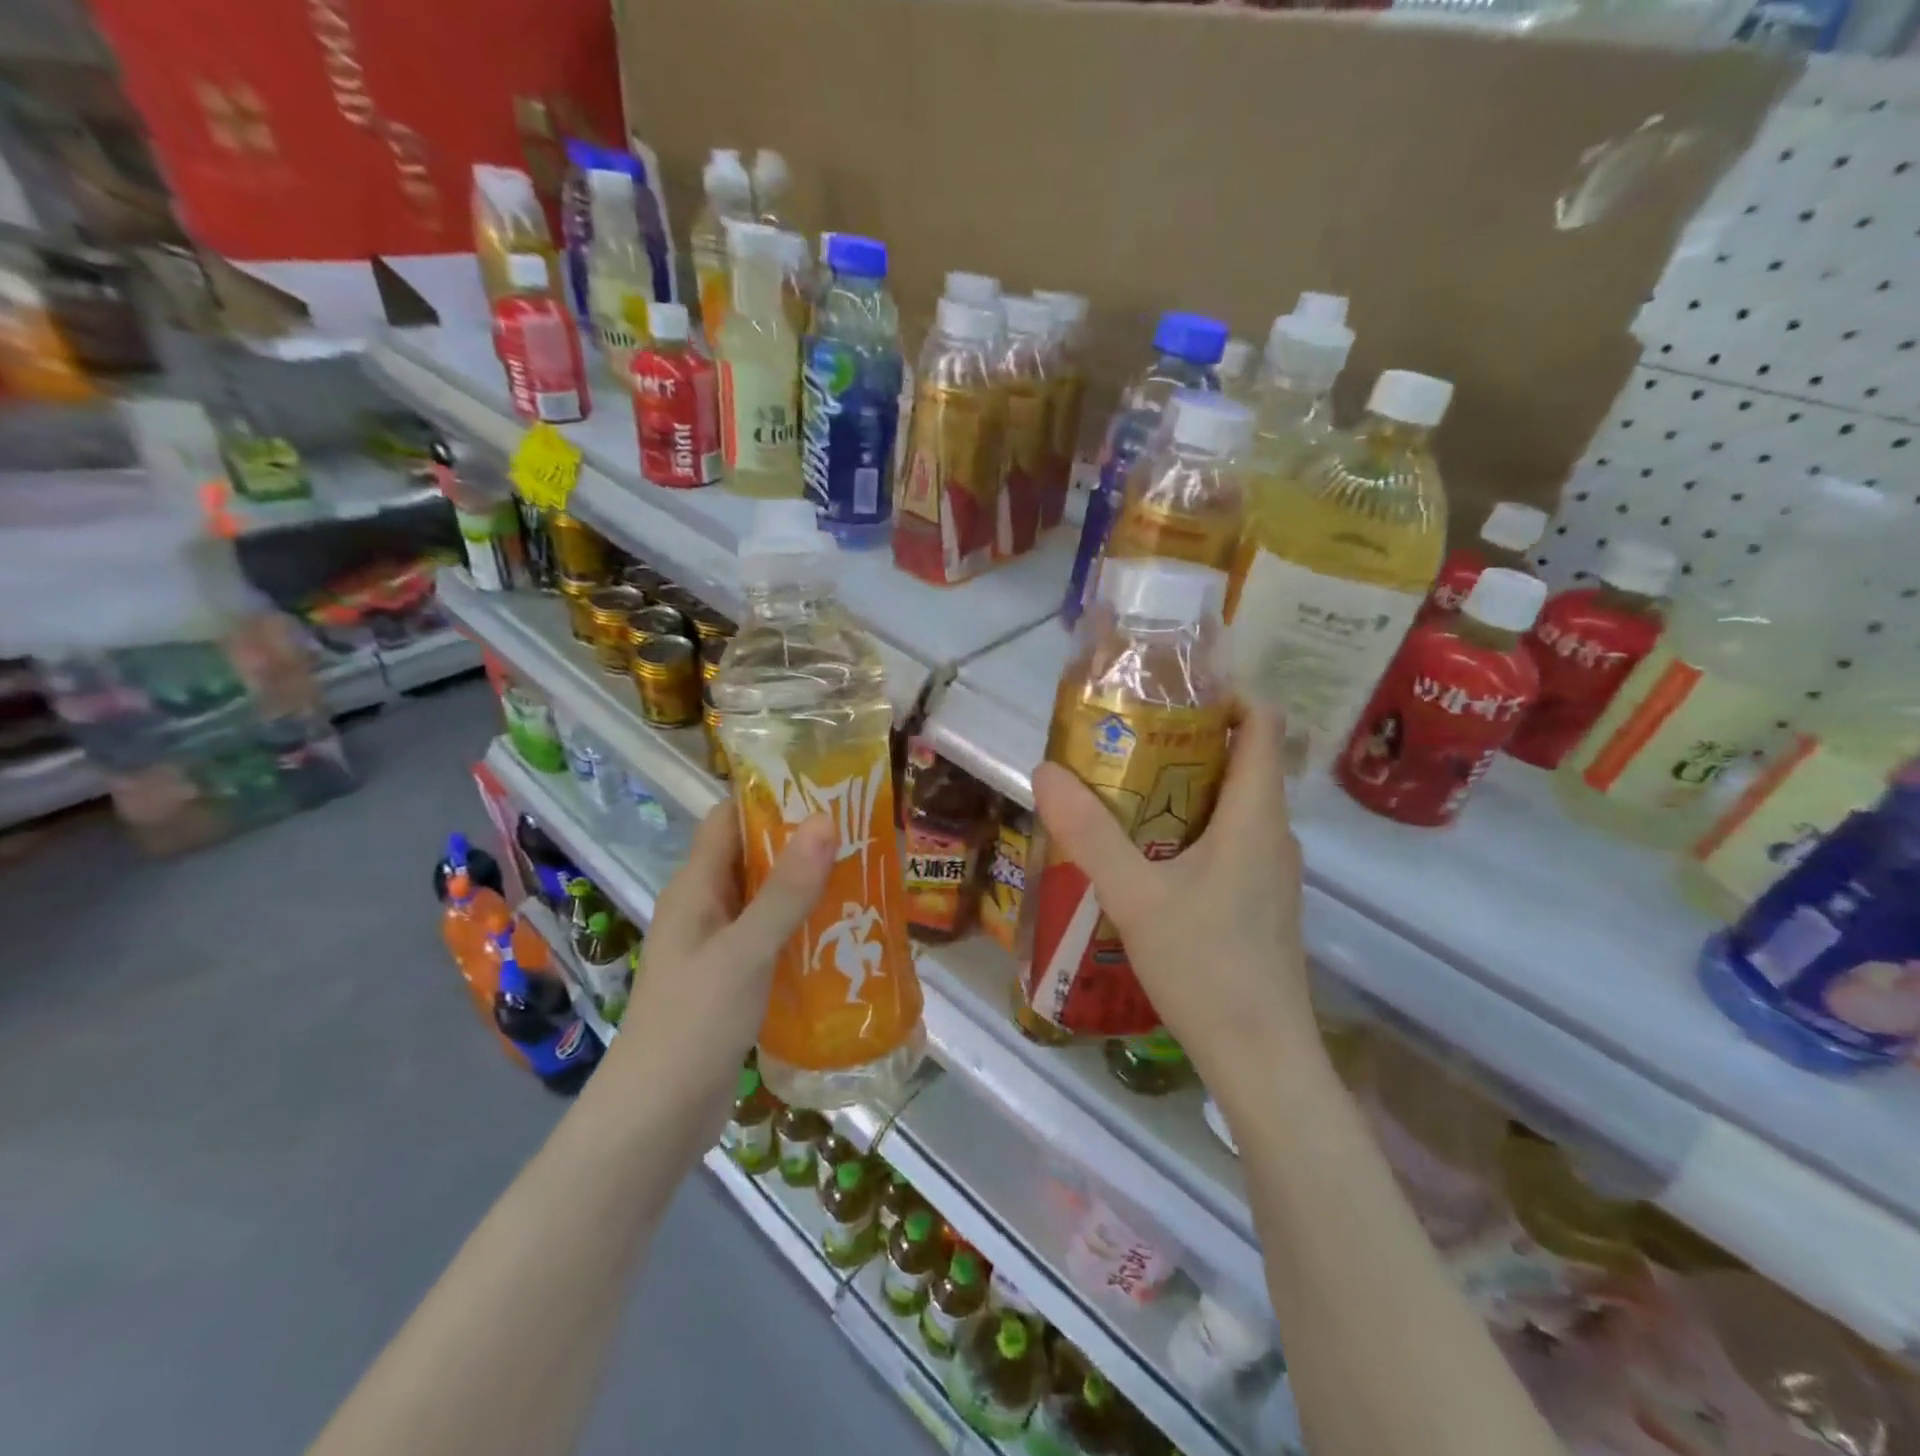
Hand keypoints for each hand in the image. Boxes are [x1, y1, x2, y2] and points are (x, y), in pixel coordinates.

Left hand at [605, 806, 834, 1132]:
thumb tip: (823, 820)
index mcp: (695, 888)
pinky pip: (771, 938)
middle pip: (752, 857)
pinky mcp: (733, 981)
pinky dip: (802, 929)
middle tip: (859, 832)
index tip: (823, 788)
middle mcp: (704, 908)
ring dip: (806, 888)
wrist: (657, 1118)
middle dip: (800, 842)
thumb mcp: (747, 951)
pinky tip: (843, 934)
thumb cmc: (694, 1022)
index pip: (728, 819)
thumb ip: (786, 890)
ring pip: (766, 900)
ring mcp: (717, 947)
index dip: (769, 797)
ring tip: (863, 875)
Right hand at [1030, 706, 1312, 1079]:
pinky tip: (1143, 856)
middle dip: (1184, 740)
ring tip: (1120, 790)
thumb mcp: (1135, 895)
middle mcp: (1272, 832)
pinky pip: (1227, 839)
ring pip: (1231, 803)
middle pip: (1241, 759)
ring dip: (1181, 787)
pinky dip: (1188, 827)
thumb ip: (1088, 832)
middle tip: (1122, 740)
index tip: (1168, 693)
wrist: (1261, 1058)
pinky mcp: (1259, 900)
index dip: (1226, 693)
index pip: (1264, 722)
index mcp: (1256, 815)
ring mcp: (1269, 870)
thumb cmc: (1206, 966)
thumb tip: (1045, 770)